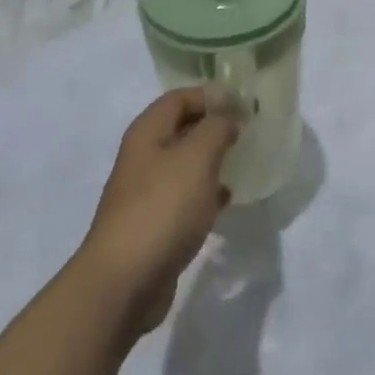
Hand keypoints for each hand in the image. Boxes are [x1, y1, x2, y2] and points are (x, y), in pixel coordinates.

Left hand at [77, 89, 241, 338]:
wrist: (125, 280)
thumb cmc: (162, 208)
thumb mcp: (196, 158)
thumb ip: (216, 129)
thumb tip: (227, 118)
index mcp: (147, 133)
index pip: (179, 98)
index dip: (211, 95)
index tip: (244, 103)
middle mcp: (143, 157)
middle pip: (181, 128)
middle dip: (214, 125)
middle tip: (249, 129)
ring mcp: (147, 192)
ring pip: (185, 163)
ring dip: (212, 159)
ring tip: (244, 160)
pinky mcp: (155, 223)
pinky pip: (185, 196)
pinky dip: (207, 192)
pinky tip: (227, 199)